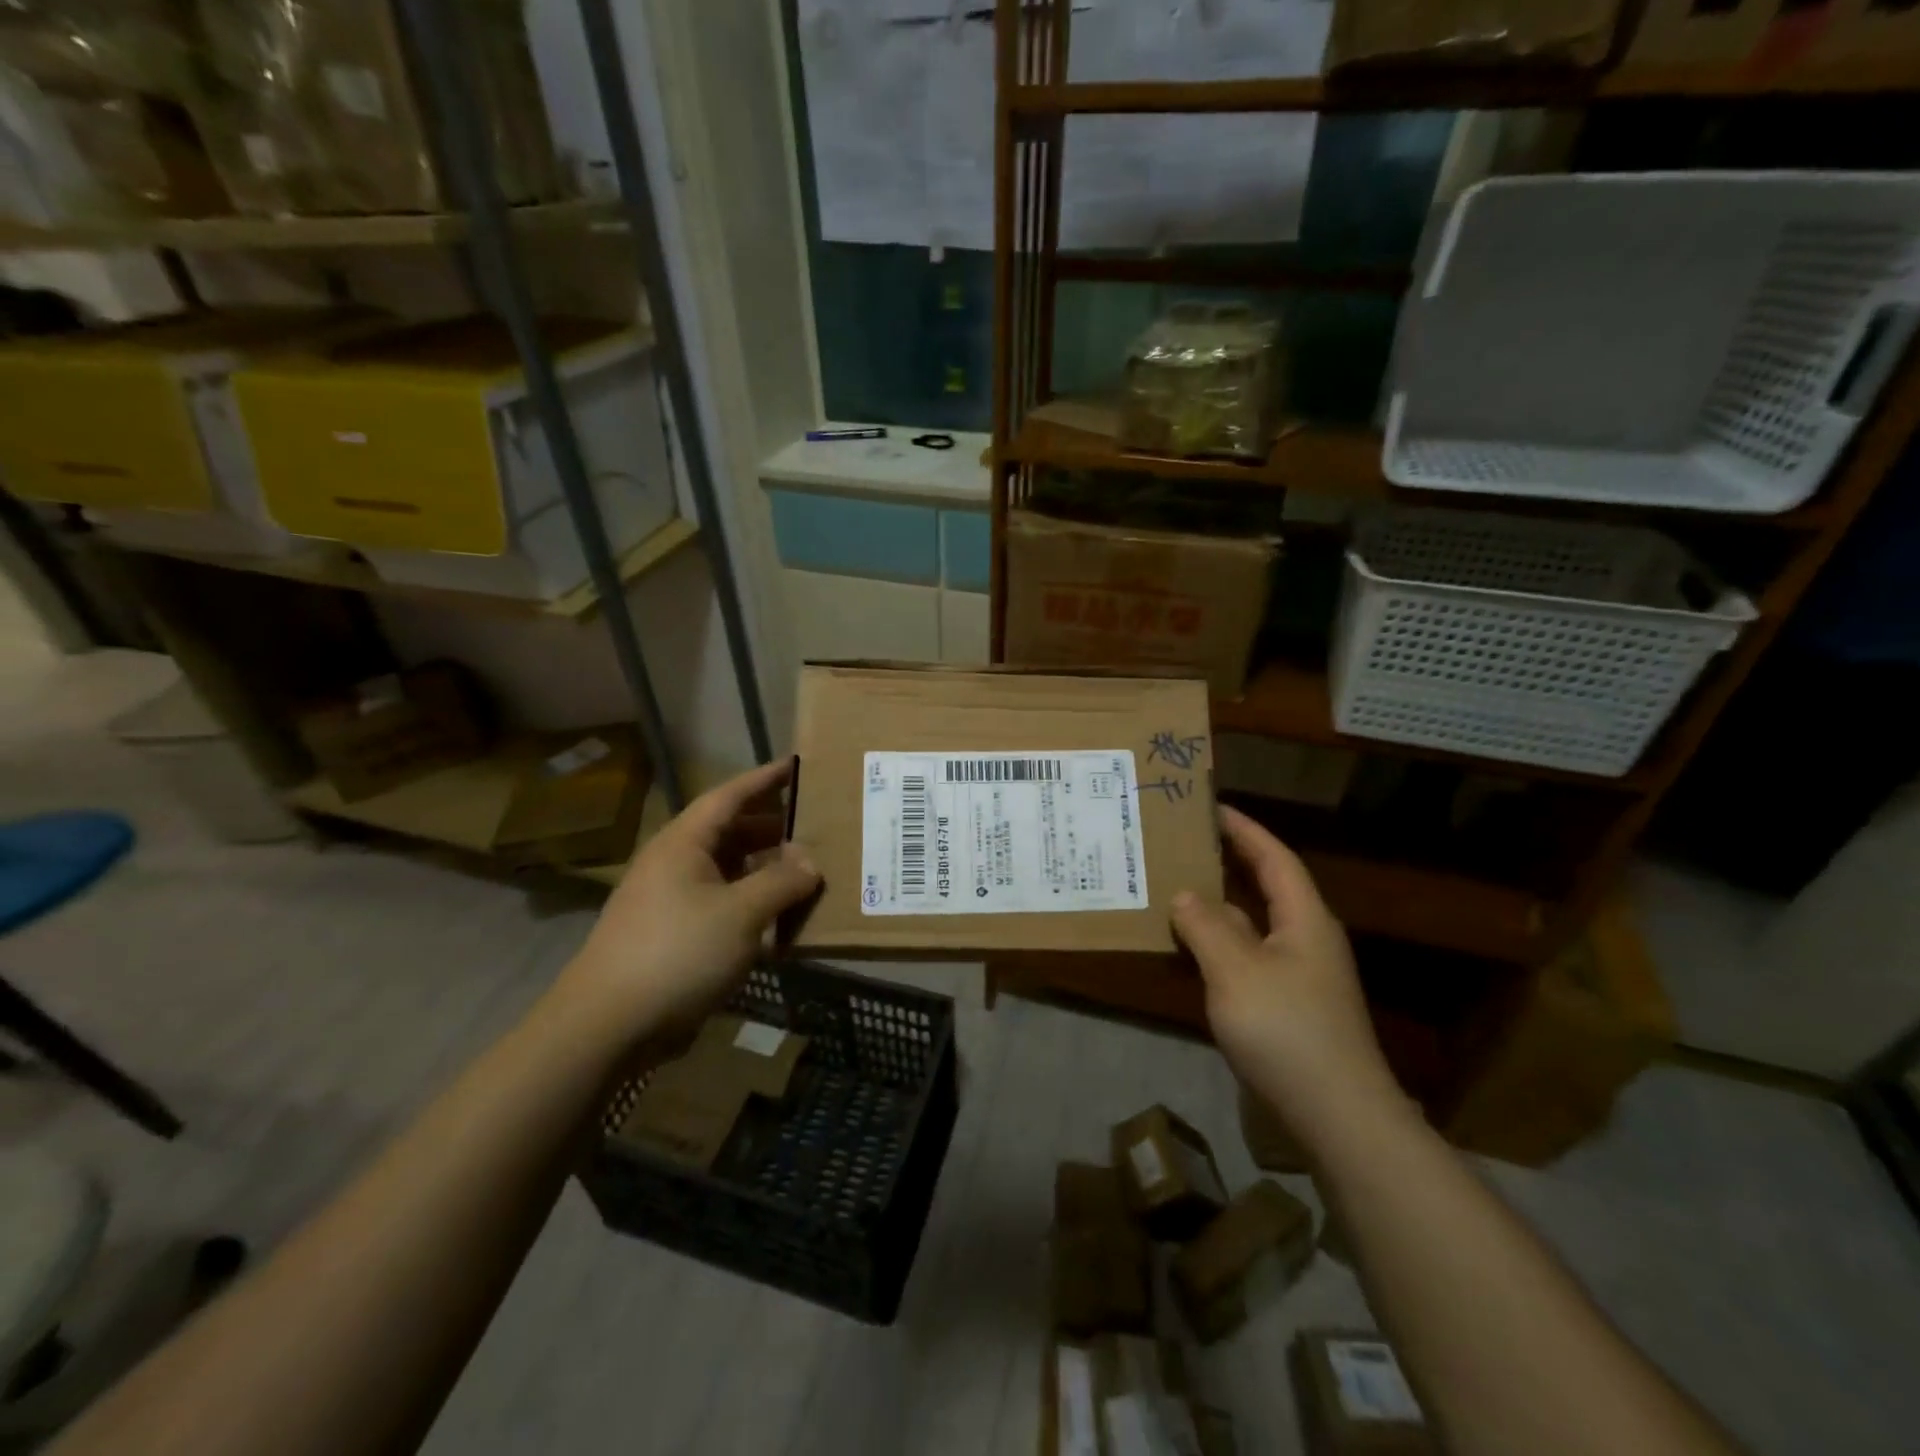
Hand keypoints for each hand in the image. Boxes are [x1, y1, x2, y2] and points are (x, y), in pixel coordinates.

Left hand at [555, 760, 820, 1039]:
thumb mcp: (741, 913)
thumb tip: (810, 863)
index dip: (765, 779)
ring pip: (729, 872)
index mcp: (684, 843)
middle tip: (815, 825)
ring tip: (807, 873)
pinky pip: (723, 906)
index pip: (730, 796)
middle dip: (773, 828)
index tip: (797, 764)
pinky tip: (780, 923)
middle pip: (731, 833)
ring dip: (766, 871)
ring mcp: (672, 901)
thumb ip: (782, 882)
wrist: (607, 1026)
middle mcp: (676, 863)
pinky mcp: (674, 936)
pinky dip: (752, 906)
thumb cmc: (677, 953)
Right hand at [1171, 806, 1404, 1145]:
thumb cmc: (1288, 1031)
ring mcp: (1298, 976)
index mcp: (1304, 919)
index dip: (1244, 830)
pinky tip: (1190, 950)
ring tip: (1174, 890)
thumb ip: (1206, 926)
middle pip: (1266, 888)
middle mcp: (1305, 940)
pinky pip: (1246, 958)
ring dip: (1218, 907)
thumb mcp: (1236, 971)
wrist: (1337, 1117)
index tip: (1211, 807)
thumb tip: (1184, 895)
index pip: (1274, 858)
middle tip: (1184, 844)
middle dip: (1228, 863)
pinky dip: (1218, 945)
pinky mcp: (1287, 1007)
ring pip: (1252, 926)